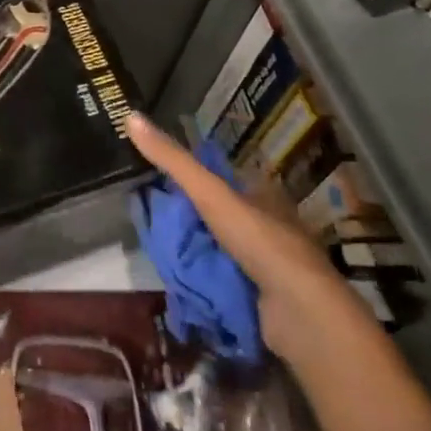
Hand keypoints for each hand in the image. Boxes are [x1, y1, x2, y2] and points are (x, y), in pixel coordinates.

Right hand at [125, 111, 370, 360]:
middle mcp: (268, 224)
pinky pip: (224, 281)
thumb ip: (173, 161)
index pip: (220, 177)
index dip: (190, 176)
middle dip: (188, 218)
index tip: (155, 178)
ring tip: (155, 249)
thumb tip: (130, 116)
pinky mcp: (262, 297)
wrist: (300, 314)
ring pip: (219, 249)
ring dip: (194, 252)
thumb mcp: (210, 193)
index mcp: (263, 194)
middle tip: (148, 218)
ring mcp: (266, 263)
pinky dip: (204, 281)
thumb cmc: (260, 242)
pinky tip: (178, 280)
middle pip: (218, 214)